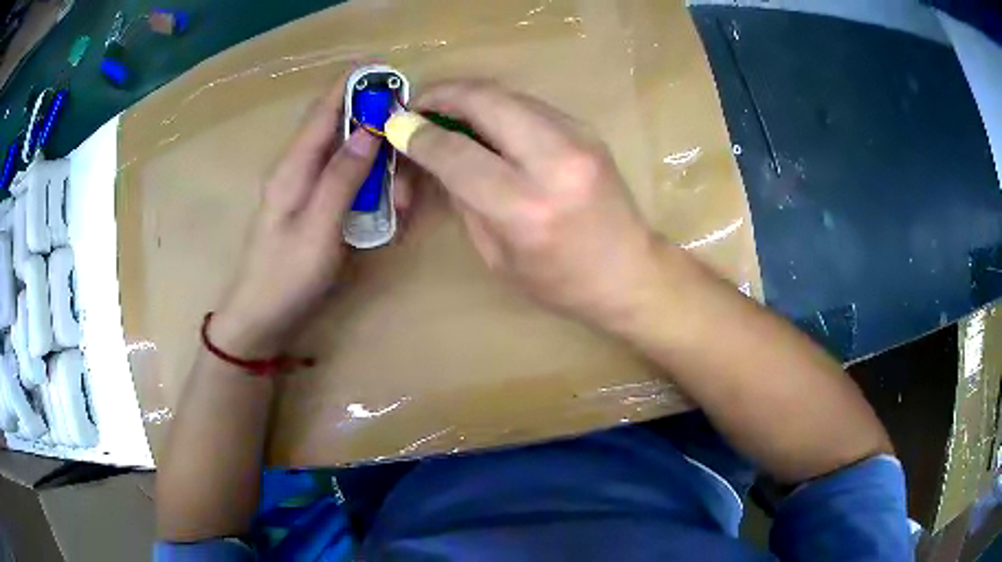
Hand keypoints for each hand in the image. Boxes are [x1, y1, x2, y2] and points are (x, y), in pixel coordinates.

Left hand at [211, 80, 380, 356]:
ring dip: (379, 168)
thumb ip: (343, 175)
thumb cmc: (286, 277)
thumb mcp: (319, 228)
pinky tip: (388, 211)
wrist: (261, 320)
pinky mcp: (315, 209)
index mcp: (293, 166)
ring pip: (348, 159)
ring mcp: (307, 190)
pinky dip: (370, 190)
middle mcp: (299, 169)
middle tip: (408, 147)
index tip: (388, 70)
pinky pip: (347, 186)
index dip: (354, 85)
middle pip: (340, 130)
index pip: (325, 110)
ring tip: (403, 196)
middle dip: (377, 131)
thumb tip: (372, 127)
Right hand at [386, 80, 657, 328]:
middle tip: (416, 106)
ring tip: (444, 113)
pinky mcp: (587, 129)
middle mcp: (554, 161)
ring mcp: (577, 138)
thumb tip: (434, 152)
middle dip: (441, 94)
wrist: (630, 271)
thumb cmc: (560, 281)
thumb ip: (463, 196)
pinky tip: (485, 125)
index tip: (395, 127)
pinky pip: (528, 105)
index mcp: (525, 207)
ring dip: (468, 97)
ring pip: (507, 94)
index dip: (417, 134)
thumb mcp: (496, 254)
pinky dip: (497, 107)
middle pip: (484, 100)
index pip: (455, 151)